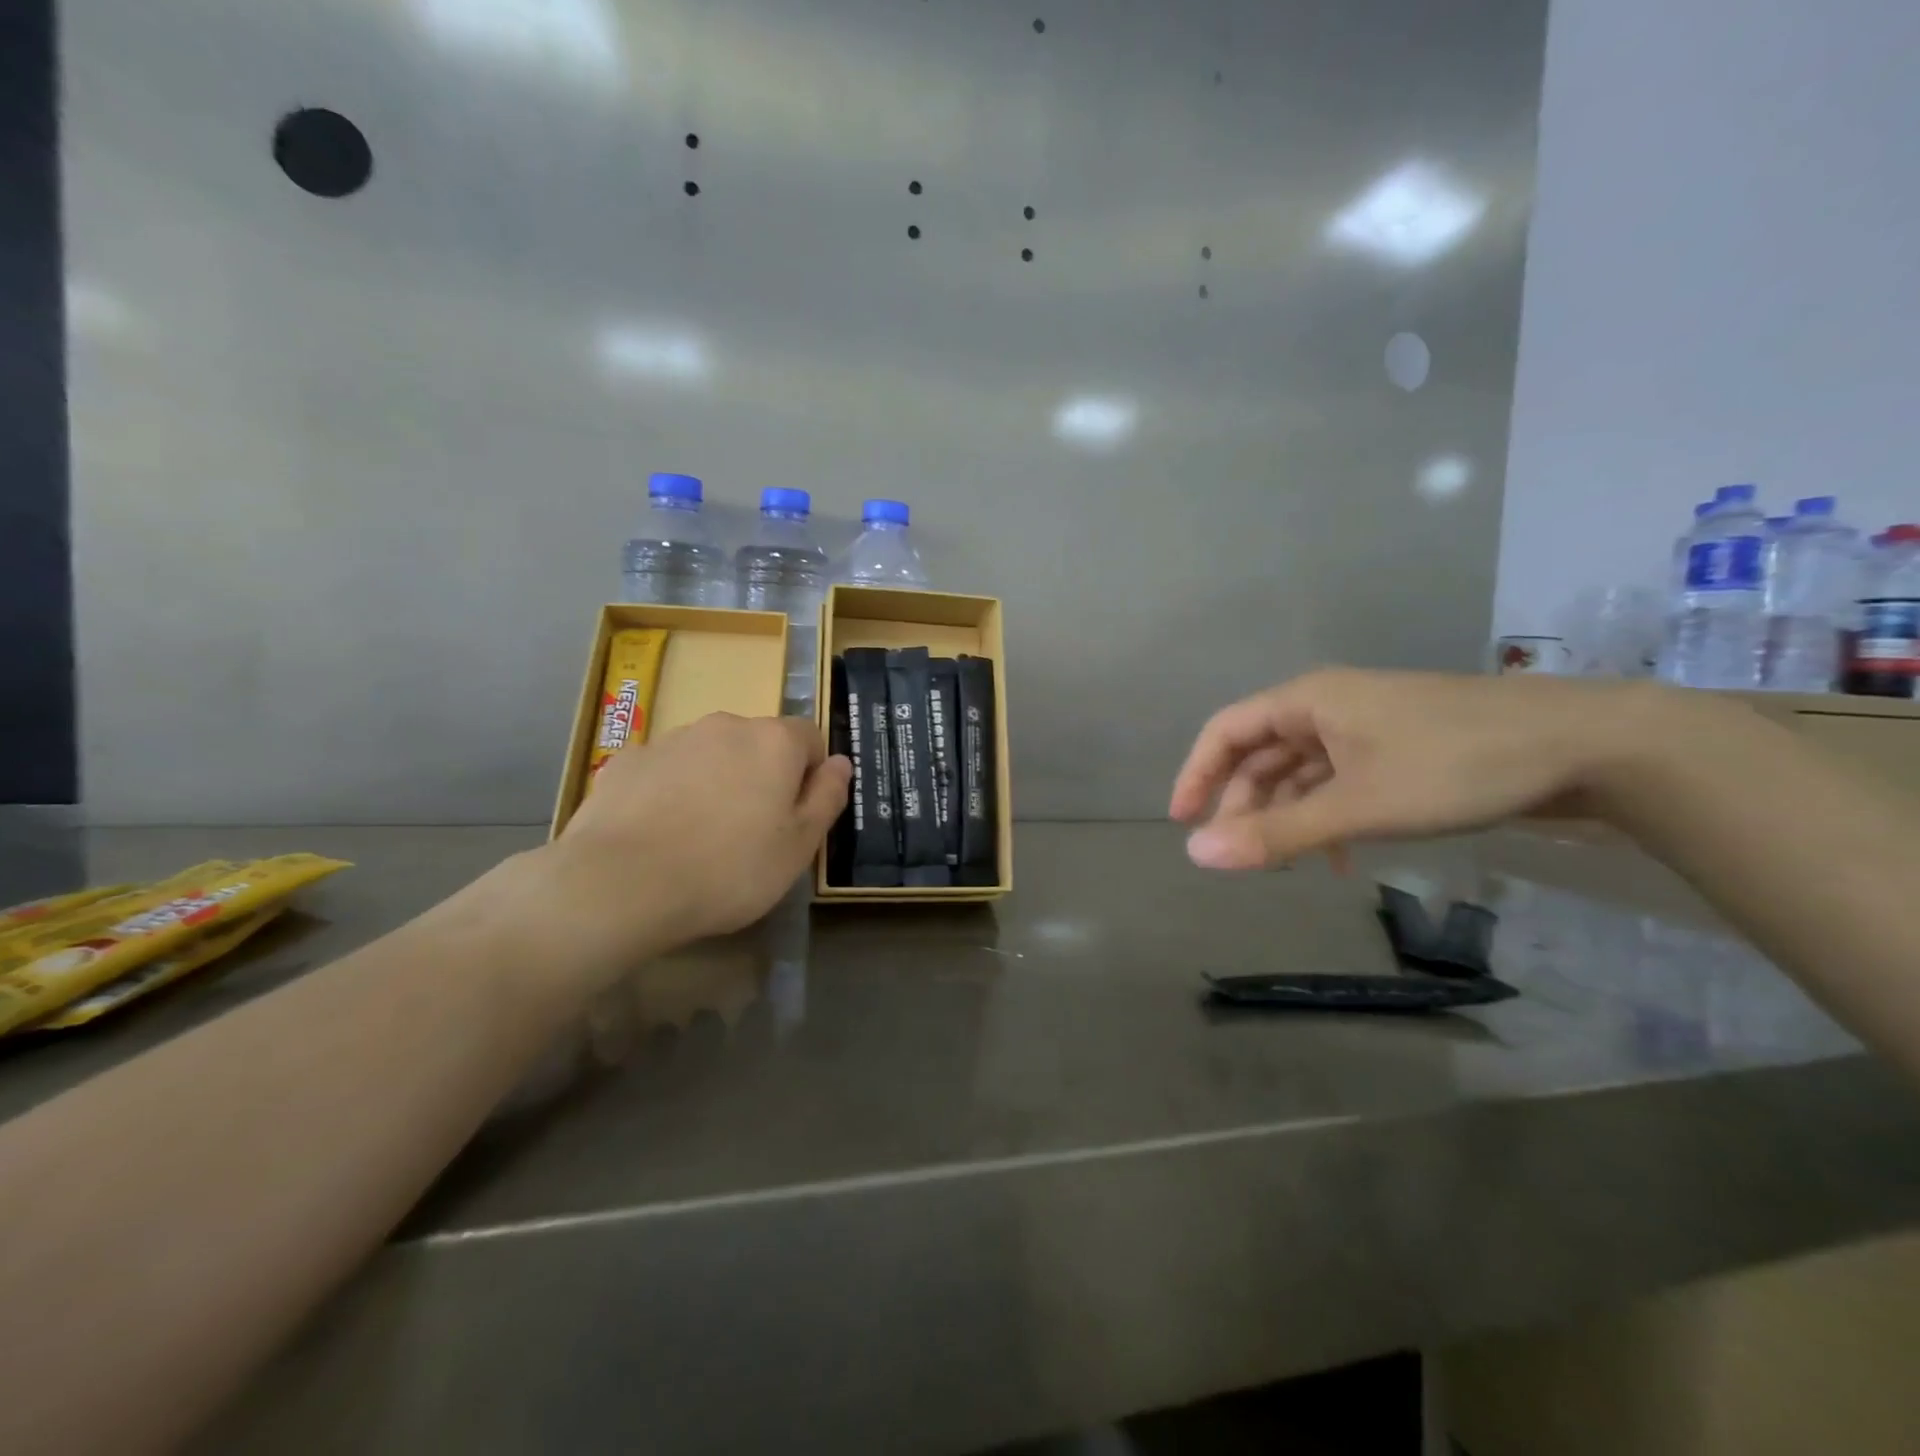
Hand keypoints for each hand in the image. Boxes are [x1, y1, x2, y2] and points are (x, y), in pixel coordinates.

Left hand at [530, 713, 849, 969]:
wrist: (620, 884)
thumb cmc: (728, 869)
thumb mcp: (799, 846)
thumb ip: (828, 797)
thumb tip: (842, 763)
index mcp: (774, 741)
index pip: (810, 738)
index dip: (811, 775)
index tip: (797, 817)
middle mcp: (725, 725)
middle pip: (758, 744)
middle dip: (762, 777)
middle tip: (752, 833)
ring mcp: (671, 739)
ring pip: (710, 755)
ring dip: (716, 782)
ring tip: (700, 838)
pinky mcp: (627, 760)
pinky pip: (665, 770)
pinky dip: (670, 791)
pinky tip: (659, 834)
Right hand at [1169, 669, 1672, 869]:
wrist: (1586, 745)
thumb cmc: (1455, 766)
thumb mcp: (1358, 806)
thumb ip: (1276, 833)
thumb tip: (1195, 855)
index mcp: (1308, 701)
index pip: (1225, 730)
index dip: (1196, 774)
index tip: (1182, 822)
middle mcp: (1329, 706)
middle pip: (1261, 752)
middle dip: (1243, 803)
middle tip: (1239, 855)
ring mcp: (1367, 726)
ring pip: (1302, 770)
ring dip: (1286, 814)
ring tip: (1286, 863)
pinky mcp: (1399, 747)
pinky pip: (1340, 780)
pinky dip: (1327, 815)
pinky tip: (1342, 857)